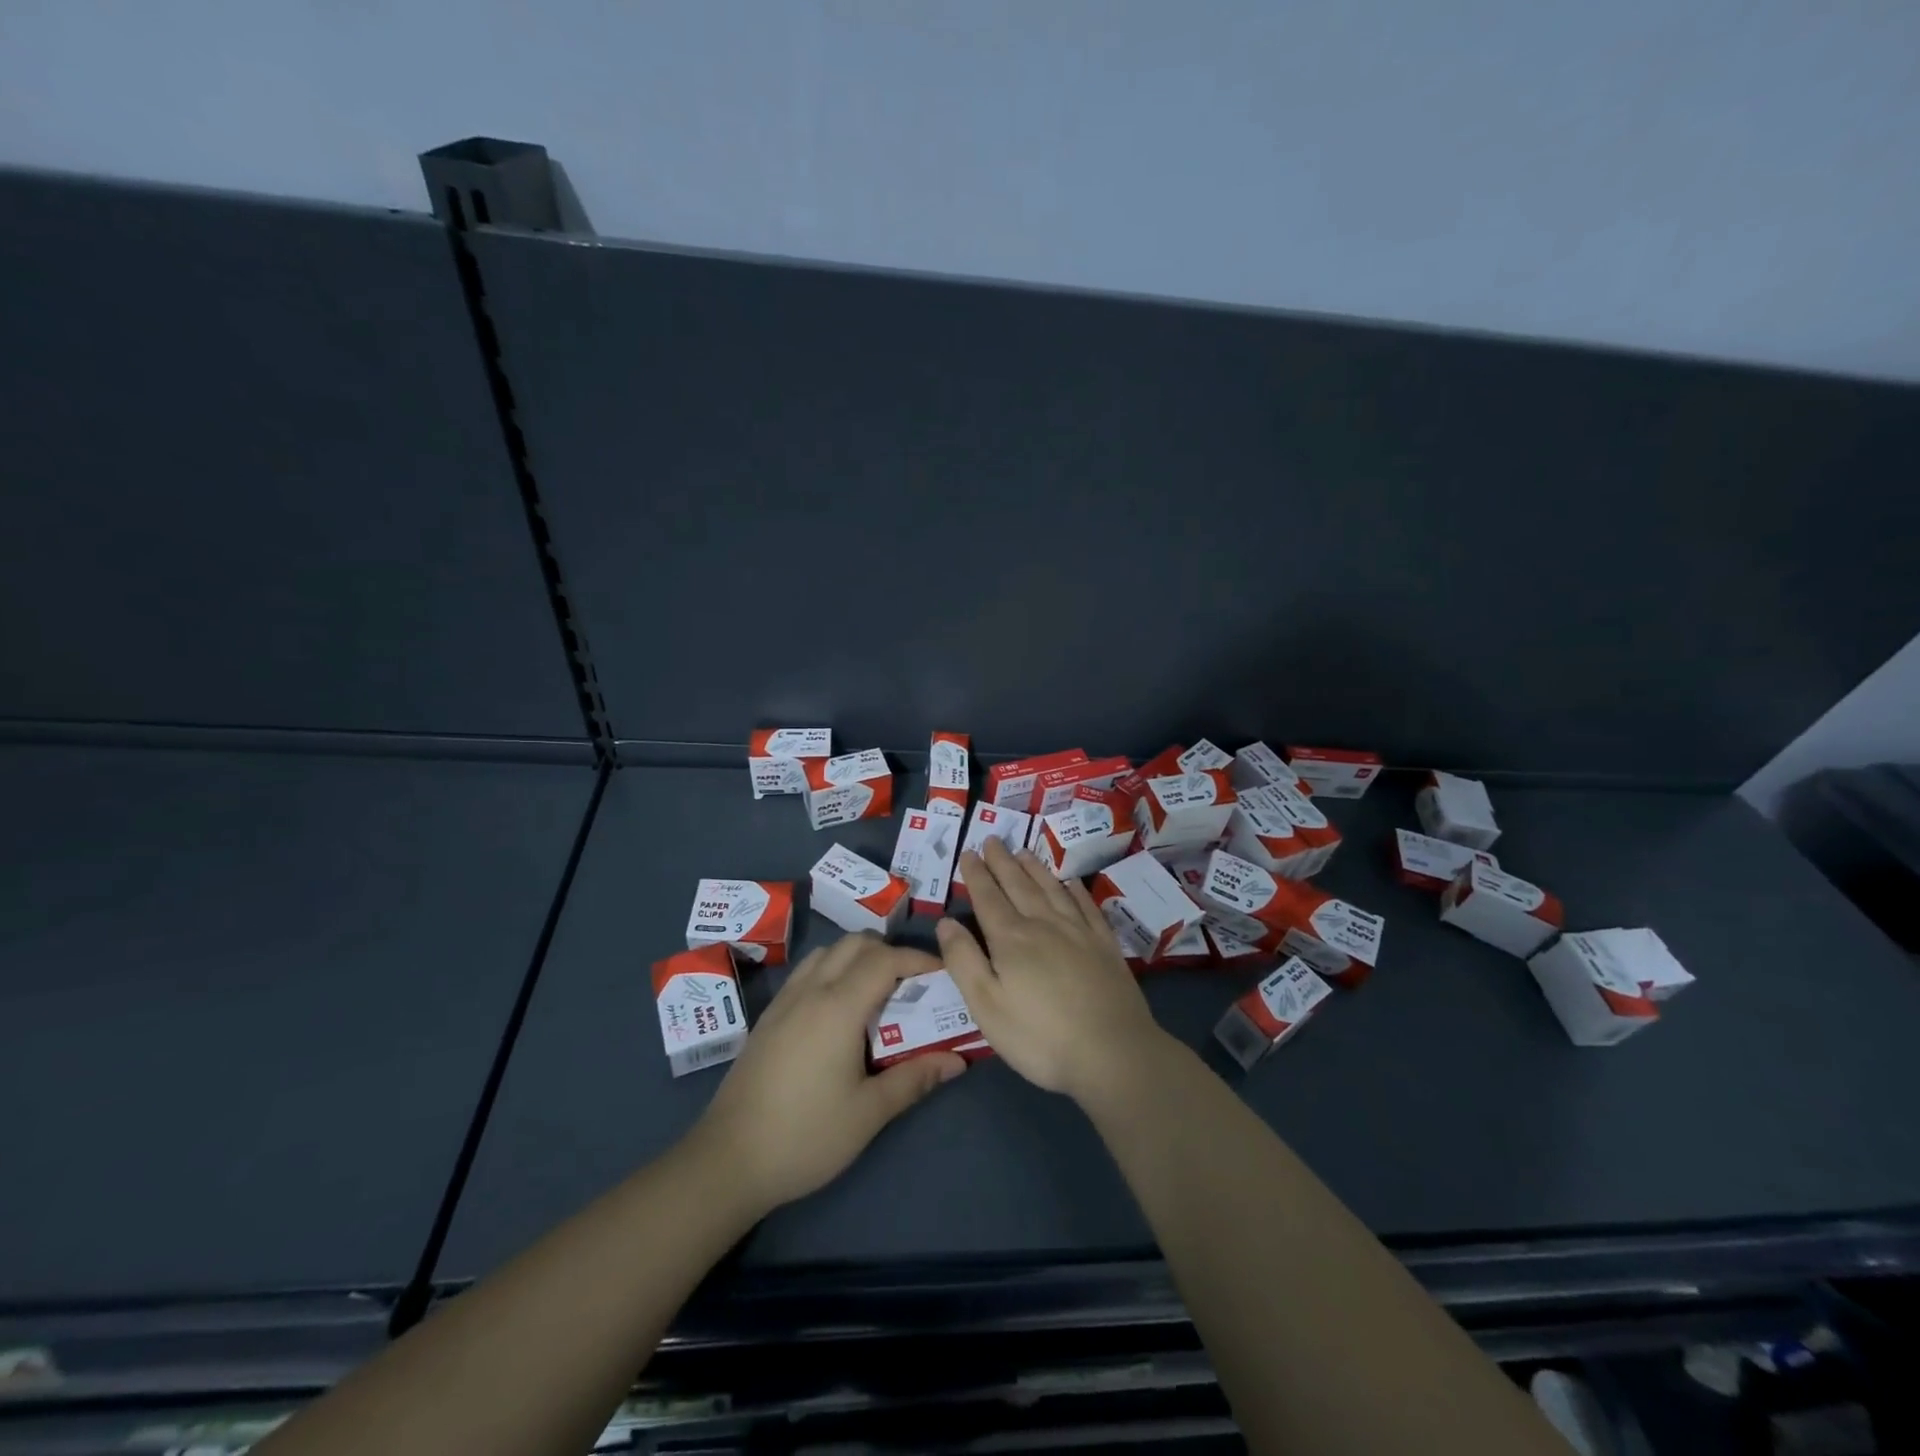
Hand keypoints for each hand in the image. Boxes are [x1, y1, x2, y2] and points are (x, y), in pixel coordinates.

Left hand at [688, 932, 964, 1214]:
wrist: (727, 1160)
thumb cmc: (805, 1136)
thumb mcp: (868, 1113)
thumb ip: (914, 1079)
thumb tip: (958, 1060)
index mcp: (838, 1007)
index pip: (885, 959)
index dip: (918, 959)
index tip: (943, 973)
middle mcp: (811, 991)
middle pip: (855, 943)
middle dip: (890, 951)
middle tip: (914, 982)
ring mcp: (785, 1000)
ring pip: (828, 952)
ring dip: (858, 956)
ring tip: (879, 991)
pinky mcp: (769, 1016)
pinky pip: (808, 971)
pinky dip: (833, 969)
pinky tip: (840, 1008)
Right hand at [937, 837, 1170, 1104]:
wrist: (1113, 1052)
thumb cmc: (1039, 1037)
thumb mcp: (987, 1006)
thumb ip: (963, 961)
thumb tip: (945, 922)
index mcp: (1011, 939)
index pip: (988, 898)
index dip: (976, 874)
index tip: (969, 852)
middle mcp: (1044, 924)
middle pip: (1019, 885)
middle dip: (1003, 862)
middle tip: (993, 839)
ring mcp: (1079, 932)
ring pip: (1052, 889)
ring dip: (1035, 869)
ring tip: (1024, 852)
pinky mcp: (1104, 945)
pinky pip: (1086, 906)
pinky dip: (1076, 890)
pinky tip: (1071, 882)